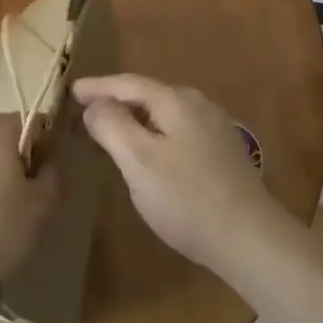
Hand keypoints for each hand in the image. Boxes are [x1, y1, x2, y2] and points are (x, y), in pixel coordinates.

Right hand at [76, 73, 294, 275]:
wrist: (251, 239)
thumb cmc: (187, 198)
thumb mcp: (138, 160)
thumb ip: (112, 125)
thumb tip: (95, 104)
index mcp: (176, 100)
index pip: (128, 83)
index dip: (97, 86)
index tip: (71, 91)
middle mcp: (198, 104)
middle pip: (148, 94)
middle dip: (116, 99)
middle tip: (86, 108)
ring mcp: (215, 128)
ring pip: (164, 113)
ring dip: (136, 117)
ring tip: (112, 127)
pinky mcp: (223, 152)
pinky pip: (178, 130)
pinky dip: (154, 132)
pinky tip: (149, 151)